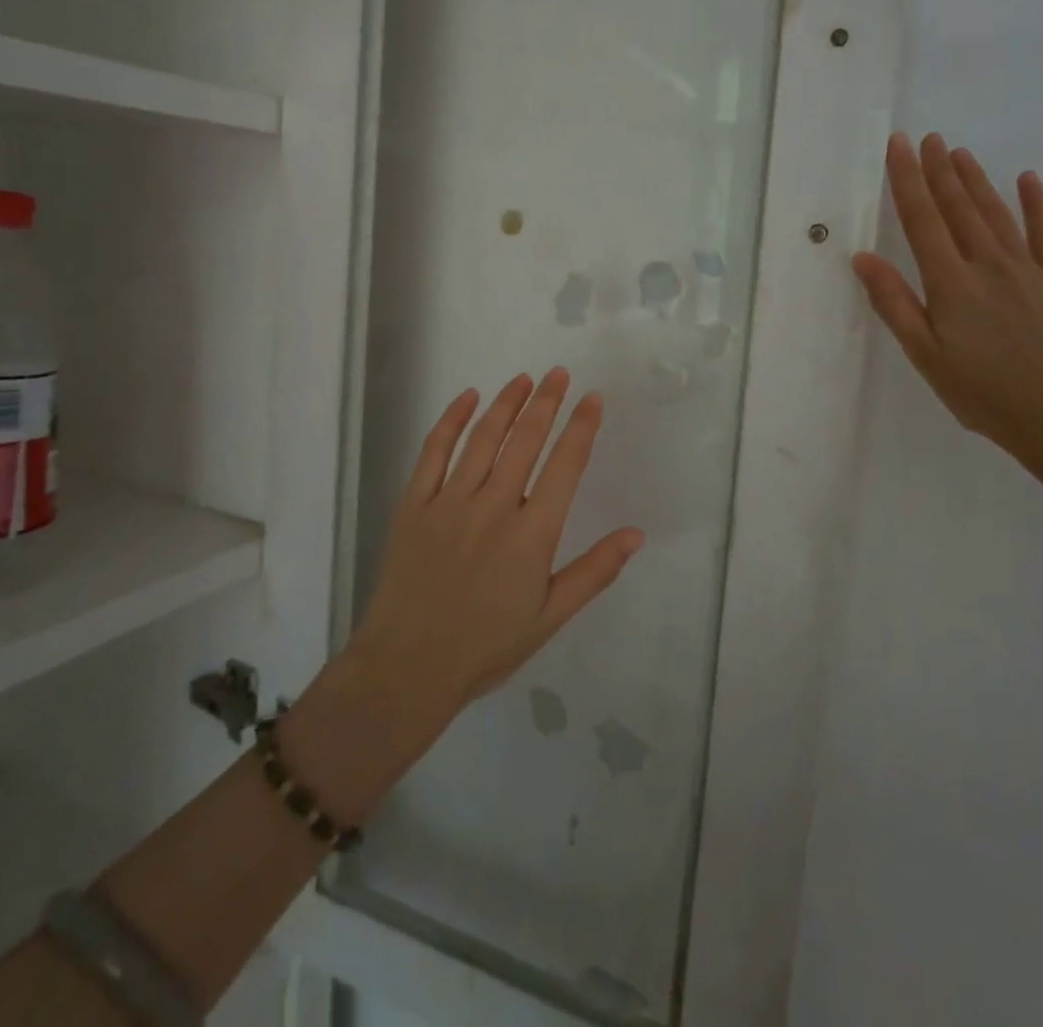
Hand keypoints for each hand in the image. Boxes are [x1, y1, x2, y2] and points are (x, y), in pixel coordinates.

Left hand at [351, 369, 644, 713]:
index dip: (581, 427)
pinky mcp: (414, 505)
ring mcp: (449, 502)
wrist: (406, 669)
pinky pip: (433, 452)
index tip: (592, 398)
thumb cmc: (486, 648)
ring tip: (523, 379)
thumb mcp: (550, 618)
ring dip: (506, 404)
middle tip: (559, 374)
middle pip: (525, 440)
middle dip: (546, 402)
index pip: (565, 465)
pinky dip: (450, 421)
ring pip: (483, 438)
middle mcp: (493, 507)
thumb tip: (636, 533)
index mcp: (532, 534)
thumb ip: (594, 572)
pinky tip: (466, 399)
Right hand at [852, 132, 1042, 467]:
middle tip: (927, 138)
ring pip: (996, 213)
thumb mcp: (925, 355)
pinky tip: (1027, 180)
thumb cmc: (982, 392)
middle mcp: (988, 264)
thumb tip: (863, 258)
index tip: (898, 146)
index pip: (922, 220)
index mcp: (950, 283)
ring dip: (975, 181)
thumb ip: (894, 304)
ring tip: (959, 153)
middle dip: (939, 171)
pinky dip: (1035, 204)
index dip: (908, 181)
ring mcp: (1027, 269)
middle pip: (958, 208)